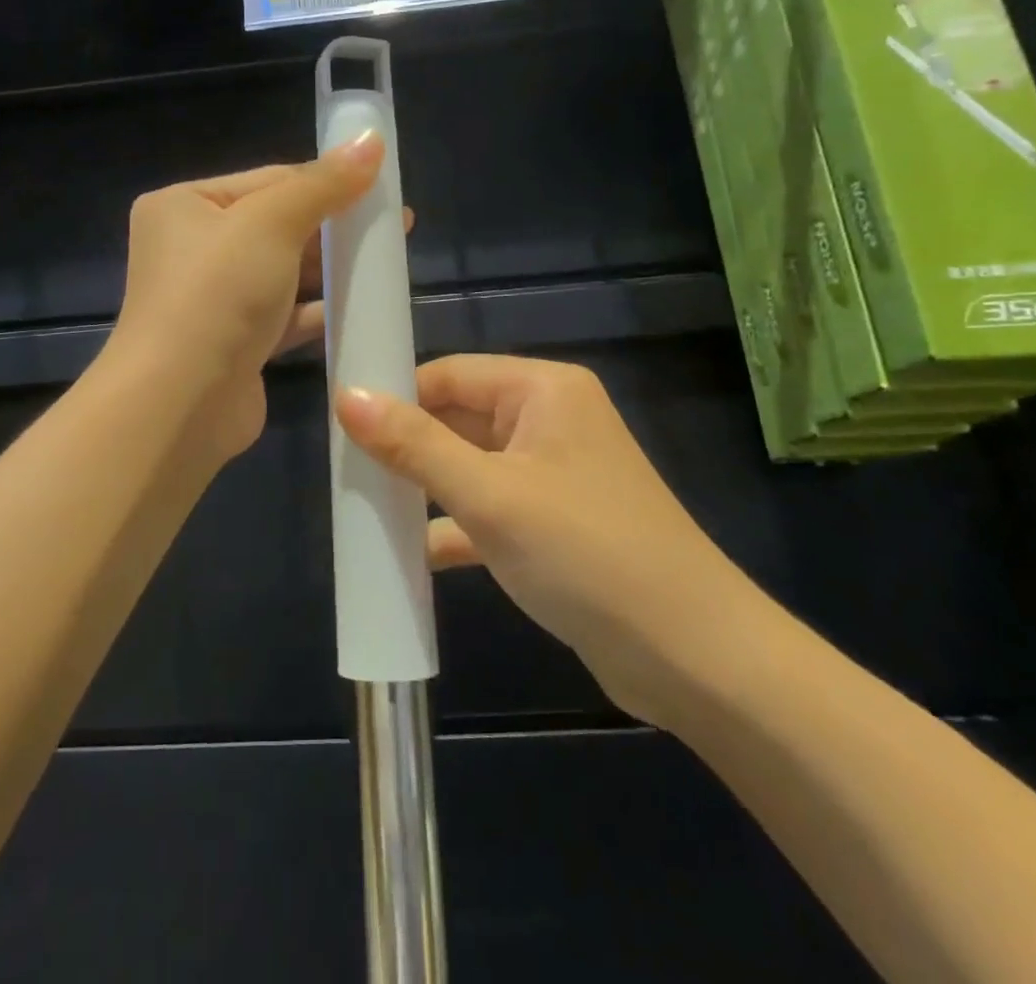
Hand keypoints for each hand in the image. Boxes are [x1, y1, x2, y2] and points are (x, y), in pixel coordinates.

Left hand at [107, 134, 384, 462]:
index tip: (379, 185)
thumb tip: (371, 139)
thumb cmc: (218, 293)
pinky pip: (283, 316)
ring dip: (329, 268)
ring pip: (282, 273)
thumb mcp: (271, 223)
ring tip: (385, 261)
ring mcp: (212, 300)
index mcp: (184, 206)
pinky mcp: (234, 344)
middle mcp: (192, 249)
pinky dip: (317, 310)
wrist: (180, 403)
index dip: (325, 181)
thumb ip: (324, 184)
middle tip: (392, 224)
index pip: (267, 180)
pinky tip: (360, 305)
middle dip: (332, 226)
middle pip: (276, 226)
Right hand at [336, 355, 764, 727]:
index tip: (341, 428)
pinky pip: (488, 509)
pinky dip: (453, 526)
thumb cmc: (587, 555)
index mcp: (543, 391)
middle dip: (405, 447)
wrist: (695, 660)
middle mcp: (549, 421)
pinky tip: (411, 554)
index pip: (449, 374)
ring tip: (365, 508)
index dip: (395, 396)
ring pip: (469, 466)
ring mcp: (553, 475)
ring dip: (424, 488)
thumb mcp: (490, 496)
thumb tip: (345, 394)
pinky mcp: (553, 525)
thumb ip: (414, 445)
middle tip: (345, 473)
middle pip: (458, 418)